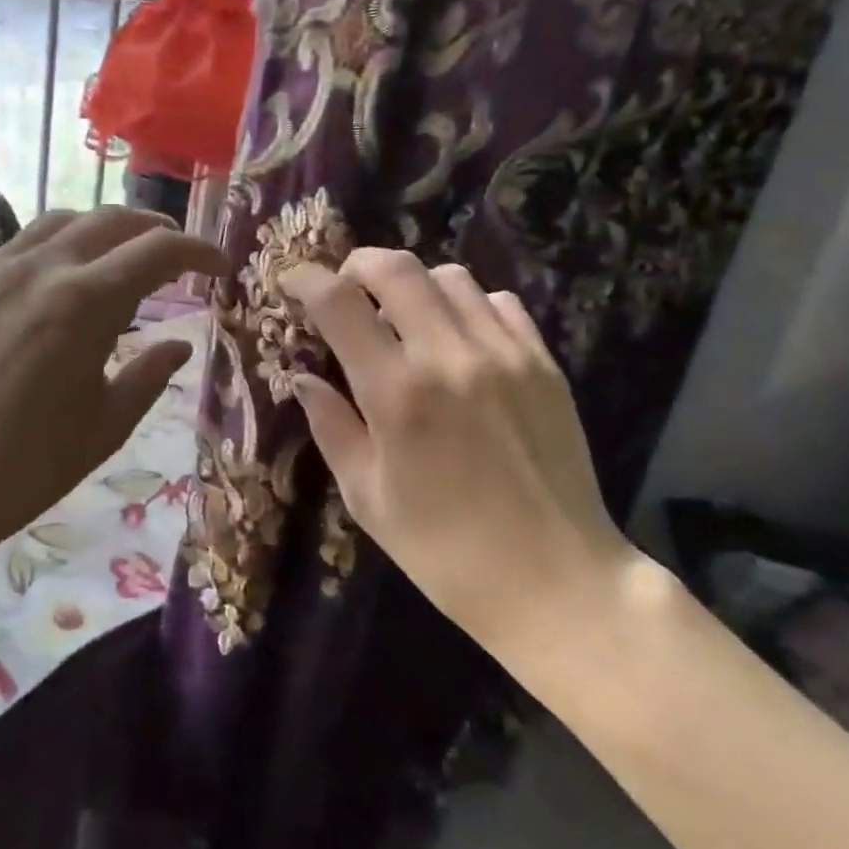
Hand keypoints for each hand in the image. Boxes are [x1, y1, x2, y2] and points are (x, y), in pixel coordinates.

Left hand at [0, 206, 225, 553]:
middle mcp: (45, 267)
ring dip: (106, 228)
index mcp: (87, 301)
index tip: (220, 266)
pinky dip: (62, 243)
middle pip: (113, 220)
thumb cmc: (29, 463)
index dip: (199, 251)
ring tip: (124, 253)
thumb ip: (149, 374)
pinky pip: (25, 242)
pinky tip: (66, 274)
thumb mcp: (107, 423)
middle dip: (156, 230)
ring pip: (65, 220)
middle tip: (179, 254)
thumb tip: (179, 346)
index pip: (159, 250)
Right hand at [281, 250, 634, 646]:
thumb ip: (331, 426)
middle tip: (346, 291)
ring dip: (413, 285)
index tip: (292, 282)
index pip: (339, 303)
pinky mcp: (544, 364)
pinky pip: (499, 303)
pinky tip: (458, 339)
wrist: (556, 582)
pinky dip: (466, 305)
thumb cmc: (444, 552)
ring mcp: (505, 354)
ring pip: (449, 276)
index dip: (306, 281)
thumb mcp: (367, 497)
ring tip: (403, 319)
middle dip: (358, 266)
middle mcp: (449, 356)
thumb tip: (303, 379)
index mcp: (396, 394)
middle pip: (396, 267)